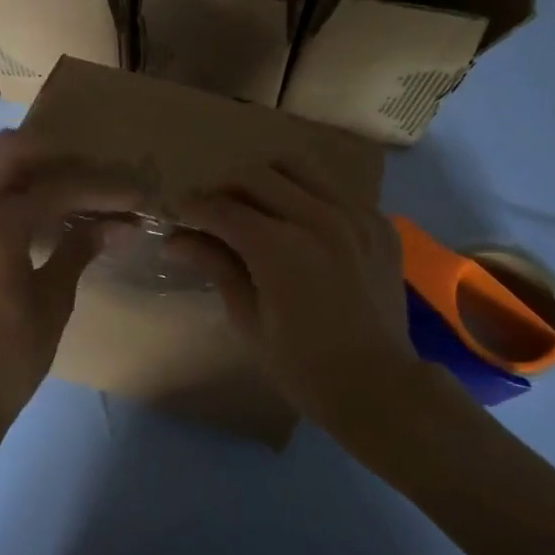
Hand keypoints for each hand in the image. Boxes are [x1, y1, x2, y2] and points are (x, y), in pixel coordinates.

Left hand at [0, 131, 139, 428]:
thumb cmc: (12, 355)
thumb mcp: (54, 301)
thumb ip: (79, 250)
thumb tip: (120, 223)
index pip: (54, 191)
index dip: (98, 189)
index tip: (132, 192)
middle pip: (2, 153)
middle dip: (47, 151)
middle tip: (82, 165)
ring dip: (3, 152)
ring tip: (41, 167)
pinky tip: (16, 196)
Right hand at [170, 161, 418, 425]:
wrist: (378, 386)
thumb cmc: (302, 365)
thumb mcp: (248, 319)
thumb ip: (215, 267)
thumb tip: (175, 241)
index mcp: (280, 247)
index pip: (223, 209)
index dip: (194, 208)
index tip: (179, 214)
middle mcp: (318, 218)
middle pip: (257, 176)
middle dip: (225, 187)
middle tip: (212, 209)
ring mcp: (355, 215)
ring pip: (298, 167)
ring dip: (266, 180)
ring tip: (253, 204)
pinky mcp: (379, 223)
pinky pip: (334, 189)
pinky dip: (307, 195)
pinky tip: (299, 224)